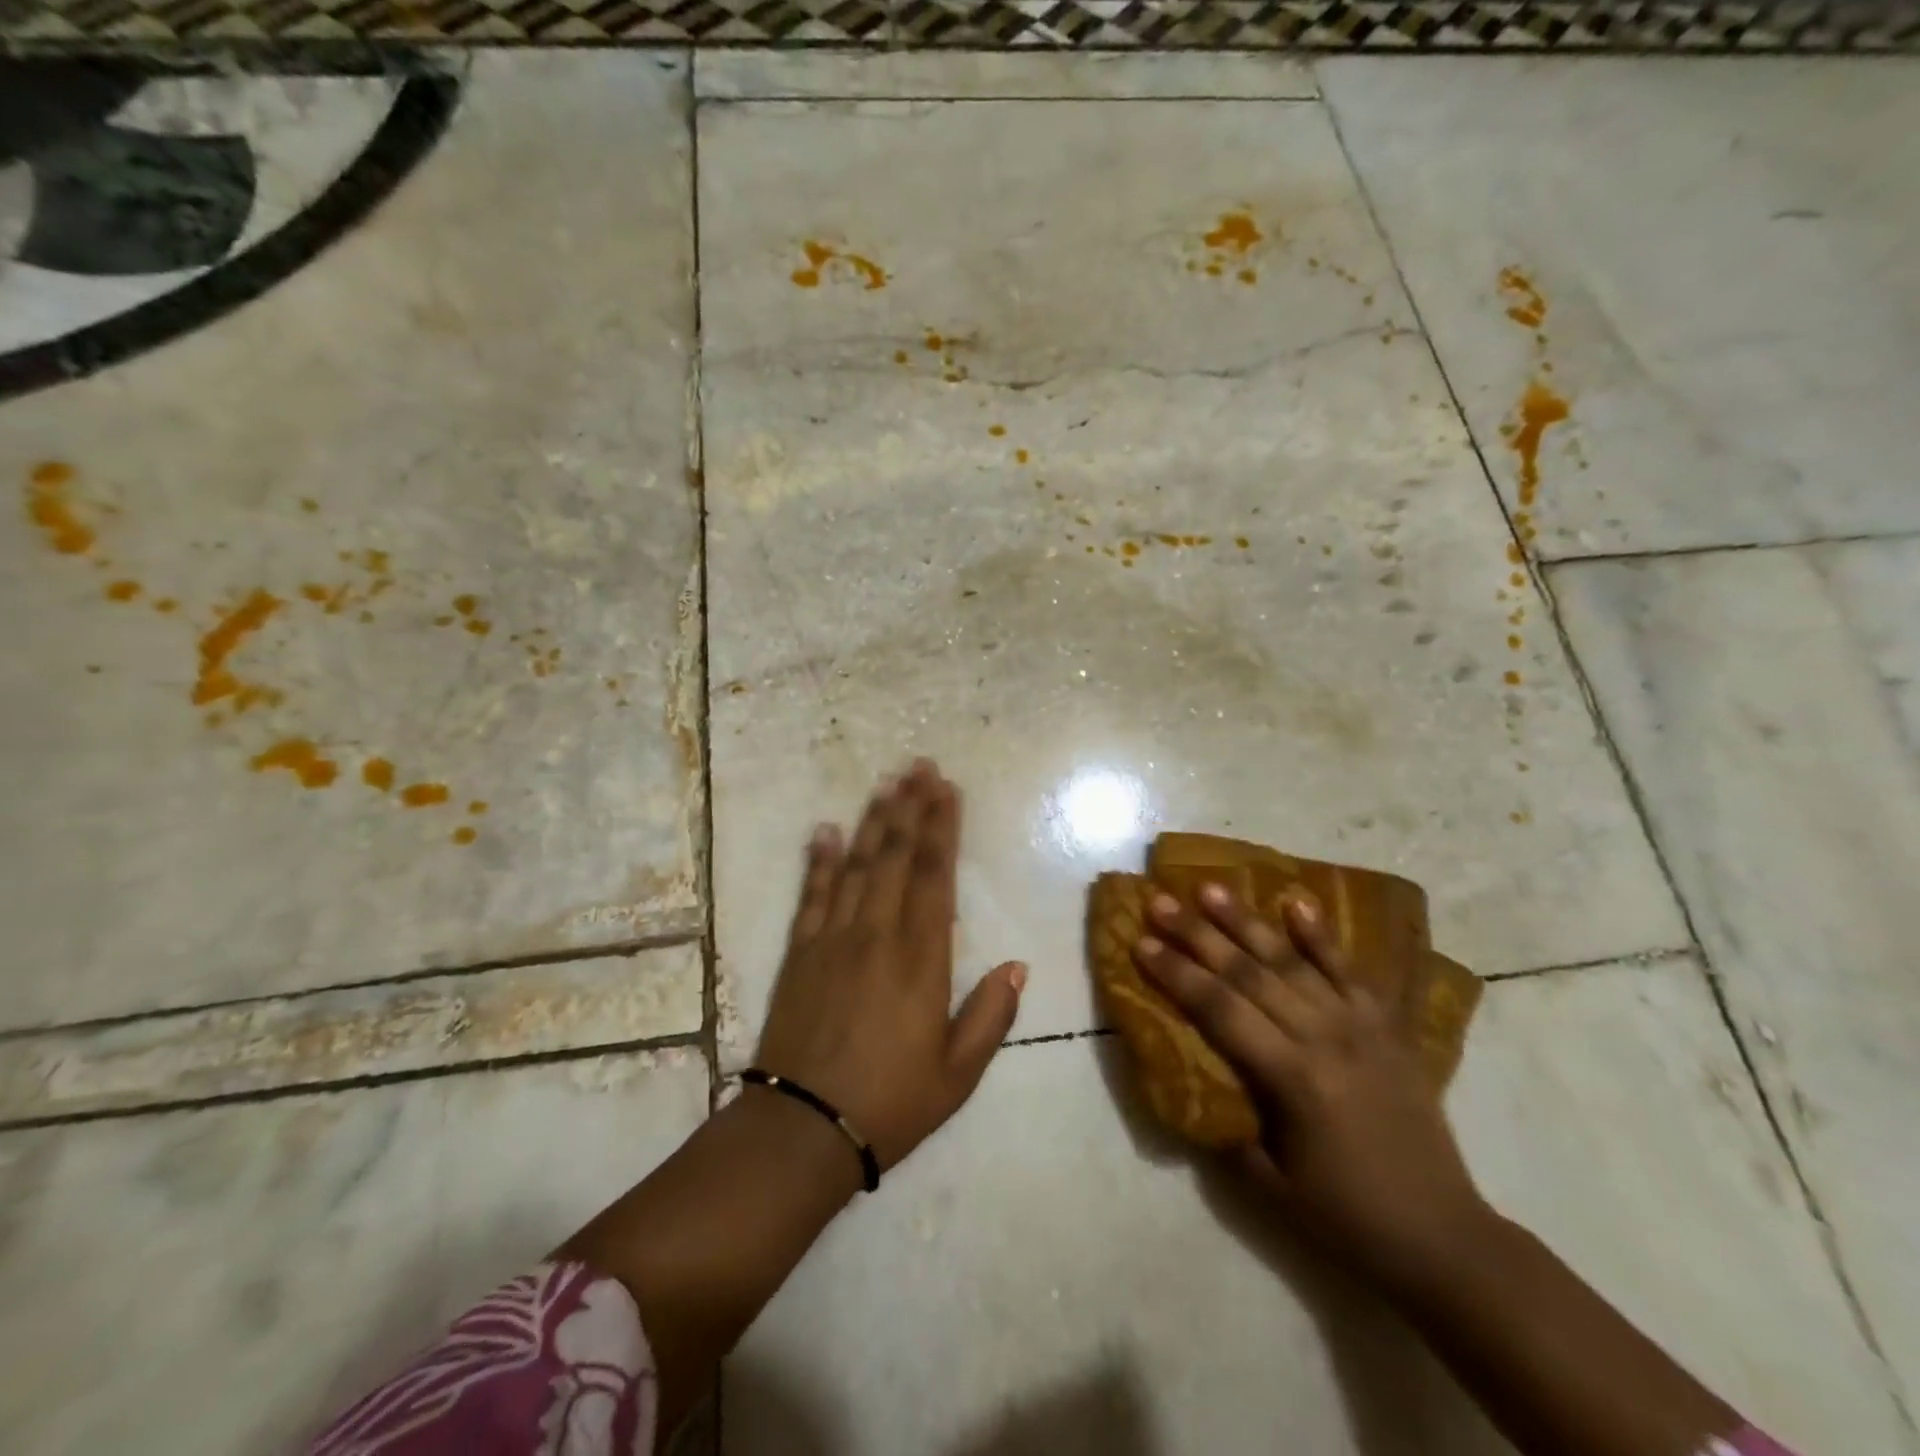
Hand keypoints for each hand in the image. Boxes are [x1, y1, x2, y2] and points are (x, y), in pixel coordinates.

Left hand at [753, 760, 1026, 1173]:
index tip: (947, 791)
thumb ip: (991, 1015)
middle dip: (910, 808)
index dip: (942, 829)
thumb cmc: (890, 1104)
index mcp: (921, 960)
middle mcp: (877, 935)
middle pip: (895, 857)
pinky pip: (811, 895)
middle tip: (918, 766)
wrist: (802, 1130)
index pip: (935, 877)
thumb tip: (1018, 965)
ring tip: (885, 783)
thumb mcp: (958, 1074)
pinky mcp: (801, 953)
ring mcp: (833, 939)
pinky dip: (819, 860)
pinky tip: (824, 830)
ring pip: (856, 865)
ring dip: (872, 821)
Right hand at [1133, 884, 1490, 1295]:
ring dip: (1247, 922)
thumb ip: (1226, 1127)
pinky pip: (1350, 971)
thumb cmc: (1346, 1217)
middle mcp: (1324, 1038)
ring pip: (1291, 961)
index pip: (1220, 1010)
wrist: (1444, 1236)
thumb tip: (1192, 1084)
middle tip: (1161, 901)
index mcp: (1293, 1078)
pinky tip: (1296, 903)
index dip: (1177, 974)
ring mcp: (1359, 1026)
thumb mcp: (1269, 1184)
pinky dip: (1321, 936)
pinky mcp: (1386, 1027)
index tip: (1141, 942)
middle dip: (1198, 935)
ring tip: (1211, 888)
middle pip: (1248, 974)